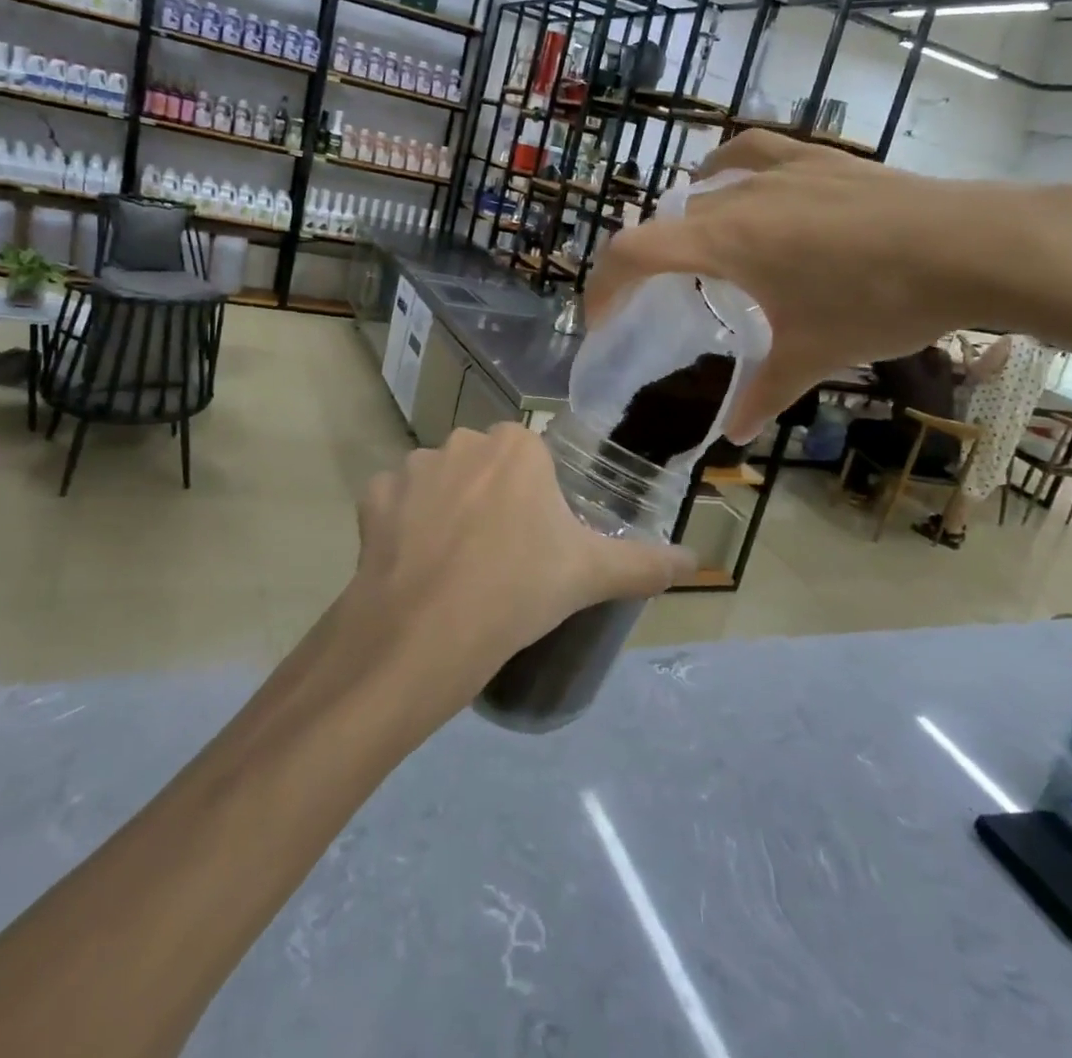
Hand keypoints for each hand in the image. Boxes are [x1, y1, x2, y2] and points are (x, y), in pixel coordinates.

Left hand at [342, 425, 692, 724]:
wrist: (426, 631)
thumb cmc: (520, 589)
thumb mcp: (591, 575)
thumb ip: (645, 563)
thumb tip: (698, 563)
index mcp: (517, 446)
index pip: (531, 462)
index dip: (534, 502)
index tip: (535, 542)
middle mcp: (463, 441)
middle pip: (485, 468)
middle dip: (491, 500)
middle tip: (500, 557)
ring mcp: (413, 466)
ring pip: (440, 483)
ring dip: (446, 511)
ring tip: (454, 566)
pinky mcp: (373, 496)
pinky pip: (395, 503)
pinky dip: (402, 525)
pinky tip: (413, 563)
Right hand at [588, 131, 1026, 440]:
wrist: (973, 245)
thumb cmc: (879, 301)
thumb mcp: (815, 355)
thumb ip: (764, 393)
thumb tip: (736, 436)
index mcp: (724, 242)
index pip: (633, 252)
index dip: (603, 286)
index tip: (600, 320)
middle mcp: (738, 196)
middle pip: (666, 223)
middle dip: (647, 264)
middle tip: (658, 303)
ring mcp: (780, 170)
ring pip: (706, 185)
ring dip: (685, 218)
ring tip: (694, 248)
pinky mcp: (819, 159)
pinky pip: (751, 154)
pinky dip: (728, 169)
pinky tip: (736, 183)